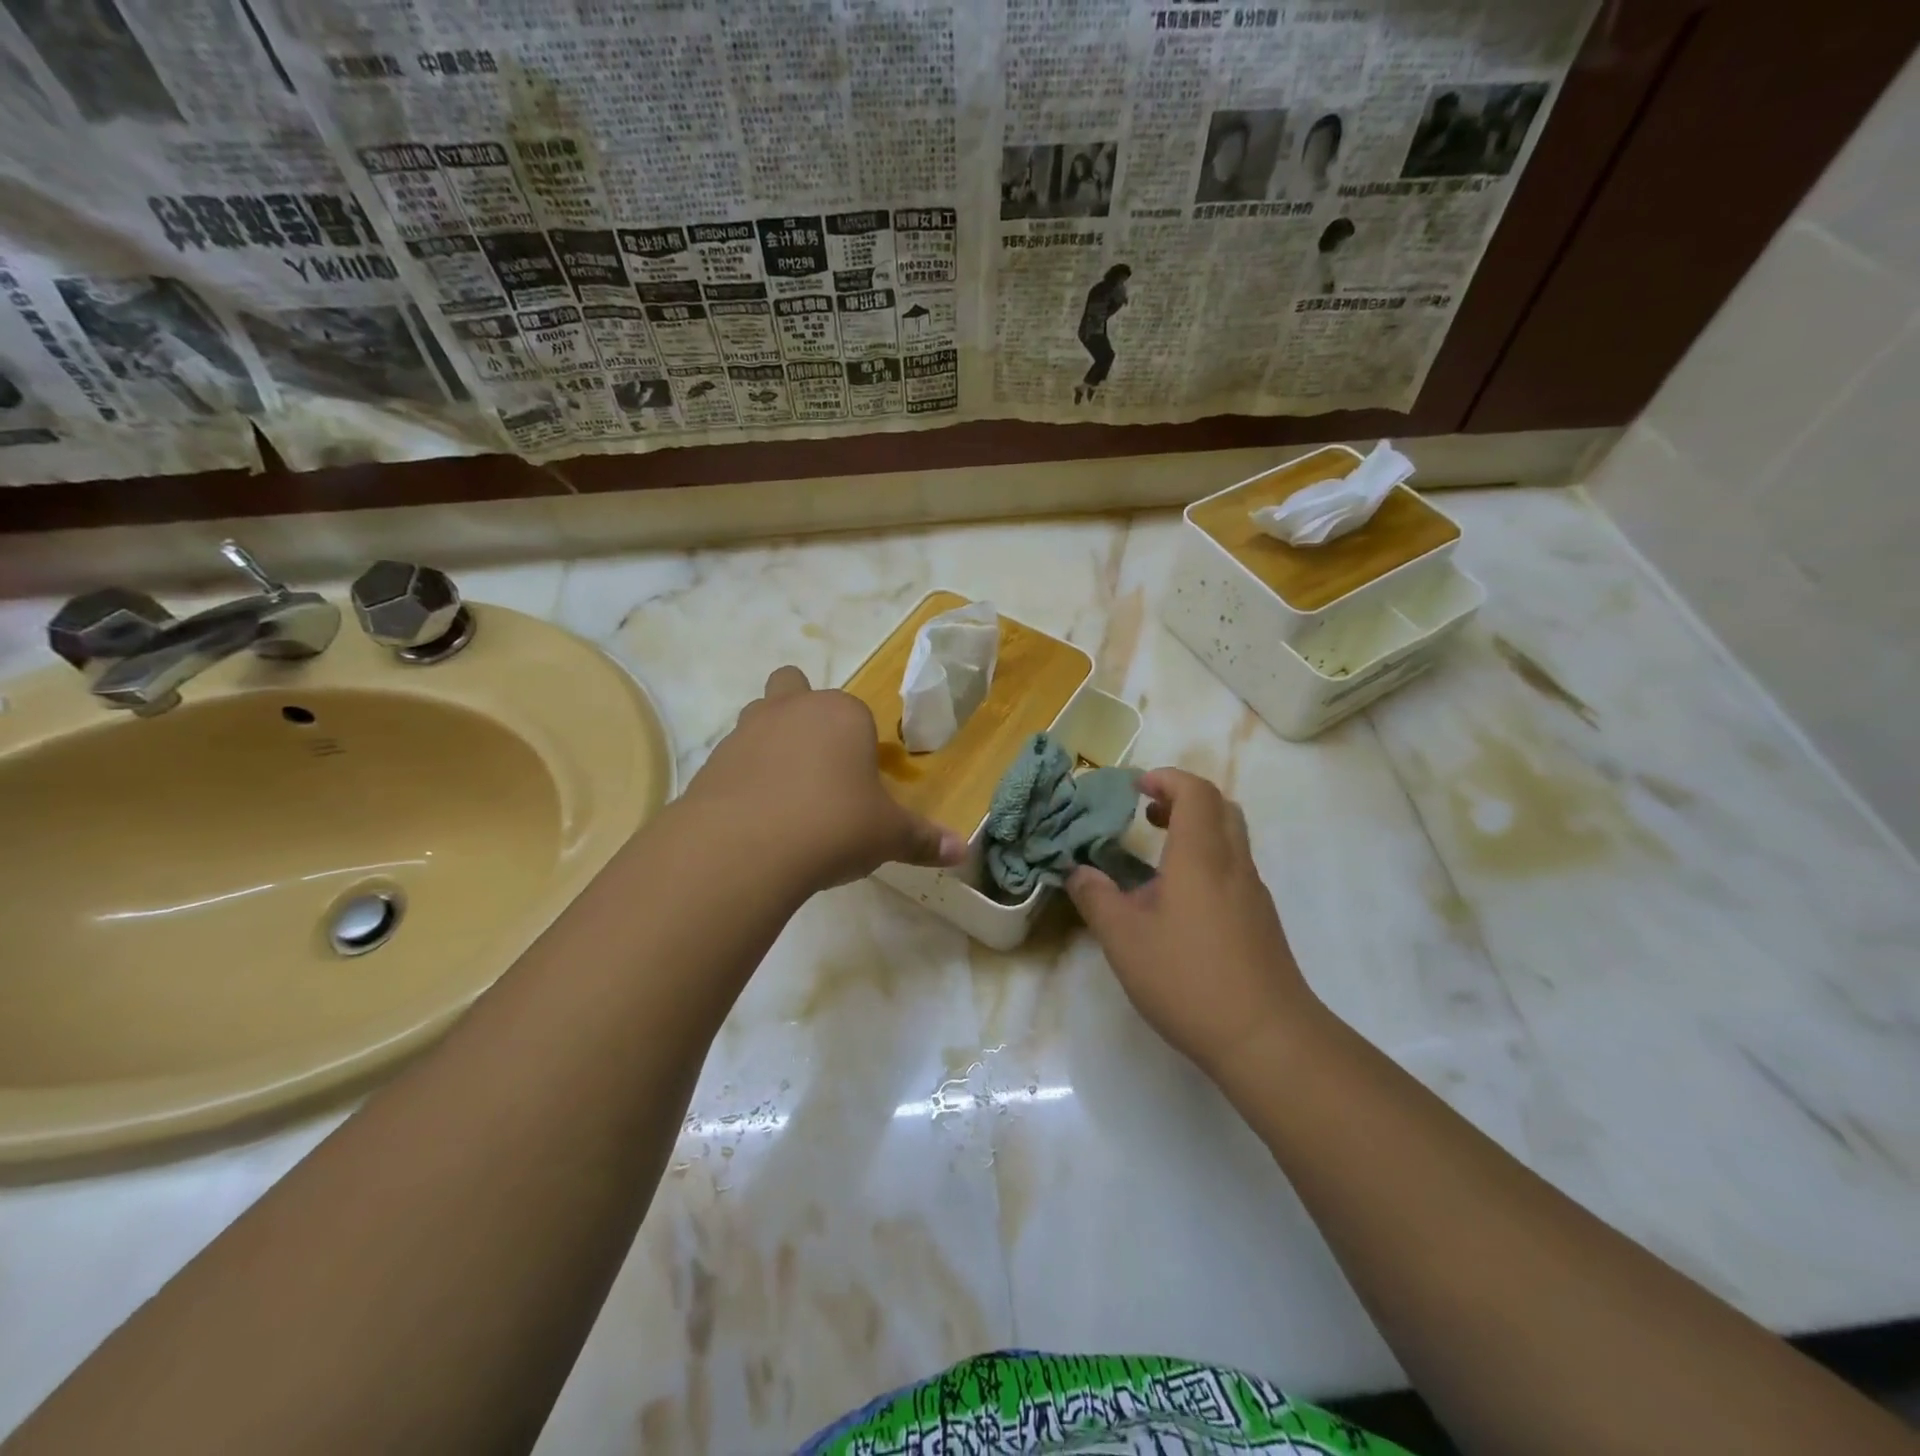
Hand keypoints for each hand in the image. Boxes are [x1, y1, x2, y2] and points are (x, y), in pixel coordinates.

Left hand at [685, 666, 966, 895]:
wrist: (745, 848)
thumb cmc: (834, 826)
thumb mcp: (888, 836)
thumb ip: (924, 840)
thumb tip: (962, 851)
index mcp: (842, 714)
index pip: (857, 714)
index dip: (860, 745)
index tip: (862, 785)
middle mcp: (791, 709)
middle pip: (794, 687)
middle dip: (804, 714)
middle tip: (818, 768)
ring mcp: (746, 731)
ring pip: (759, 718)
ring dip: (772, 743)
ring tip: (786, 796)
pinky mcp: (712, 762)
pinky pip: (733, 760)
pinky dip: (744, 779)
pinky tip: (756, 820)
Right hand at [1067, 768, 1316, 1077]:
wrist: (1267, 1038)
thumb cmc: (1188, 979)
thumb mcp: (1124, 939)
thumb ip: (1096, 898)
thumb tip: (1077, 872)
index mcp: (1201, 856)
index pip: (1195, 792)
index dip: (1166, 779)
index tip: (1136, 788)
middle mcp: (1233, 865)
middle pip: (1220, 808)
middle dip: (1183, 799)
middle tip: (1148, 814)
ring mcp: (1253, 894)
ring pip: (1231, 839)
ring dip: (1196, 830)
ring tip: (1157, 854)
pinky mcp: (1261, 922)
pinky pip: (1234, 869)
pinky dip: (1206, 861)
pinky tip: (1179, 902)